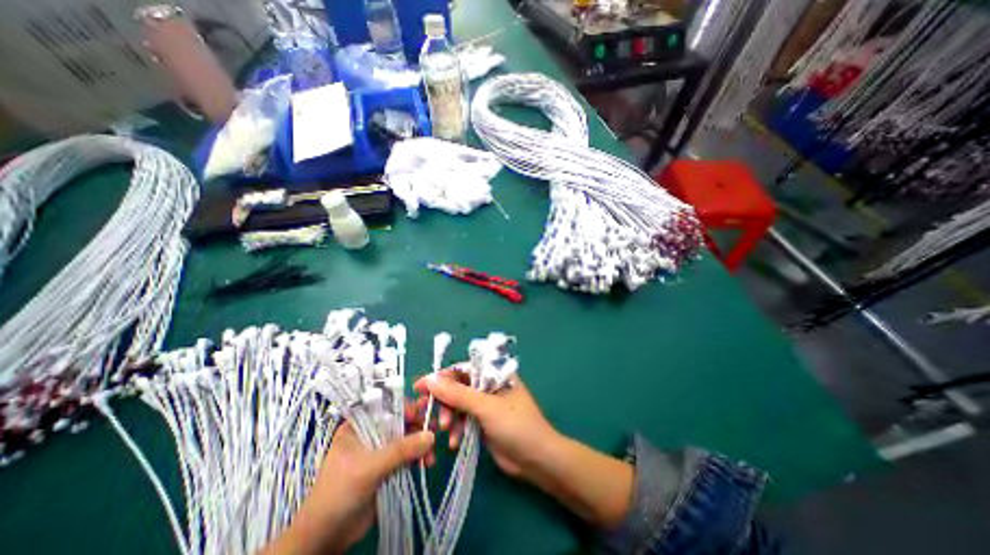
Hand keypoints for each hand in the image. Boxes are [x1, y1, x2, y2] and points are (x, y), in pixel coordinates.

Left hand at [261, 420, 434, 554]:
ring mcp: (381, 449)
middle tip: (435, 430)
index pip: (387, 406)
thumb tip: (431, 435)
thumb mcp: (368, 468)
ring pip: (408, 438)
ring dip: (422, 444)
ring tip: (431, 456)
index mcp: (360, 425)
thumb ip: (400, 450)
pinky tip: (428, 463)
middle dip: (418, 426)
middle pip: (401, 421)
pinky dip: (419, 457)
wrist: (326, 538)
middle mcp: (372, 432)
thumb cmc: (339, 493)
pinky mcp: (389, 466)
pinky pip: (409, 455)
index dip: (406, 407)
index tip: (423, 412)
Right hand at [414, 370, 559, 482]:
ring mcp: (486, 405)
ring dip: (449, 417)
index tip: (422, 387)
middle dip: (444, 400)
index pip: (463, 368)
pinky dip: (456, 429)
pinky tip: (454, 443)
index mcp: (494, 374)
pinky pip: (462, 420)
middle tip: (428, 413)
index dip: (442, 376)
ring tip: (444, 431)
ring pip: (458, 405)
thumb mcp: (486, 407)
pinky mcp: (483, 422)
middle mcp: (489, 386)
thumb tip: (430, 380)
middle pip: (458, 387)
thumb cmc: (516, 425)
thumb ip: (458, 394)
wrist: (536, 460)